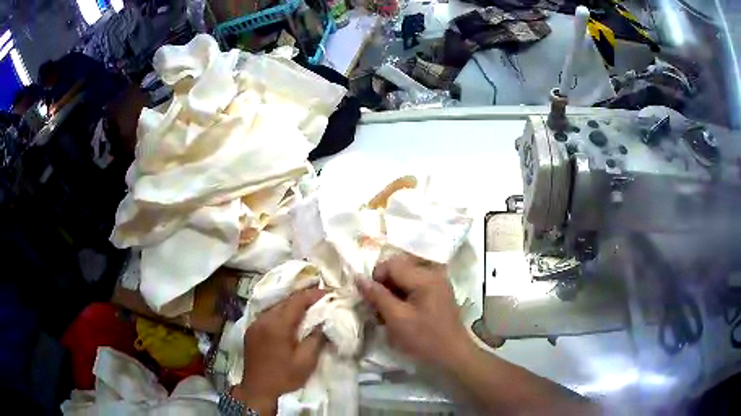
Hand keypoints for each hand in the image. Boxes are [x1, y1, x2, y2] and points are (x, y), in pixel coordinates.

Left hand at [232, 288, 325, 414]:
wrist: (258, 390)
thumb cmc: (284, 377)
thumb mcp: (306, 361)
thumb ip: (316, 339)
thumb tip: (323, 323)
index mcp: (277, 325)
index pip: (296, 301)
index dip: (313, 294)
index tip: (328, 291)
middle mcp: (263, 319)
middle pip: (285, 301)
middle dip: (303, 297)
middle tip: (320, 297)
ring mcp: (255, 324)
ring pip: (276, 306)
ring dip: (291, 304)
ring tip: (308, 305)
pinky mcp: (251, 330)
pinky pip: (268, 314)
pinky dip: (281, 312)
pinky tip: (289, 318)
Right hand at [358, 254, 471, 370]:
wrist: (453, 356)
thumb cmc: (424, 339)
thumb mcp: (396, 319)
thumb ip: (377, 296)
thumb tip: (359, 278)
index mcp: (425, 277)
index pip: (391, 264)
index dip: (376, 279)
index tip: (372, 301)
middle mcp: (433, 273)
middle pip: (399, 268)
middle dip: (384, 286)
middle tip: (380, 309)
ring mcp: (438, 283)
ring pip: (405, 277)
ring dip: (393, 292)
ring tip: (390, 314)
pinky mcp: (438, 293)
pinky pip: (414, 286)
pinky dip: (403, 297)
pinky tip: (402, 314)